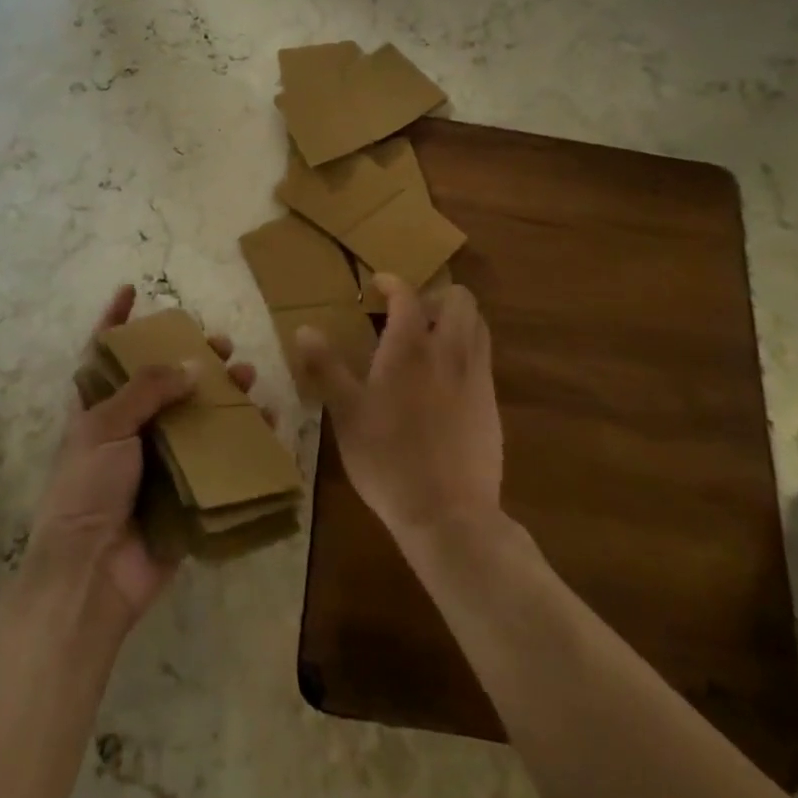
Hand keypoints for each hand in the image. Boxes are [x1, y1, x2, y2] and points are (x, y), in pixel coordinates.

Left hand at [24, 284, 259, 630]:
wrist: (91, 576)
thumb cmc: (86, 490)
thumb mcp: (105, 426)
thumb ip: (147, 389)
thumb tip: (190, 366)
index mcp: (97, 410)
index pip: (104, 354)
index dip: (114, 320)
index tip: (131, 290)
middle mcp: (129, 430)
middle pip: (163, 382)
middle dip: (191, 358)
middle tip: (220, 344)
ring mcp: (159, 462)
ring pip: (197, 417)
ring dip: (223, 395)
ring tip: (249, 378)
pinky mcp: (186, 493)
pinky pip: (219, 459)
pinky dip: (245, 440)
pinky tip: (268, 422)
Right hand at [297, 275, 502, 541]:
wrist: (449, 514)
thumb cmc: (388, 459)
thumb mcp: (345, 414)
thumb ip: (326, 367)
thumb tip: (305, 329)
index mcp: (410, 347)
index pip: (407, 295)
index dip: (392, 283)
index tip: (377, 285)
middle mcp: (449, 351)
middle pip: (459, 300)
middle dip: (436, 296)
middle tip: (410, 314)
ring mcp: (477, 377)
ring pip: (478, 326)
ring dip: (456, 320)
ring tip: (430, 340)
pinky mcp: (492, 404)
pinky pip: (483, 358)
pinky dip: (466, 350)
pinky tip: (443, 381)